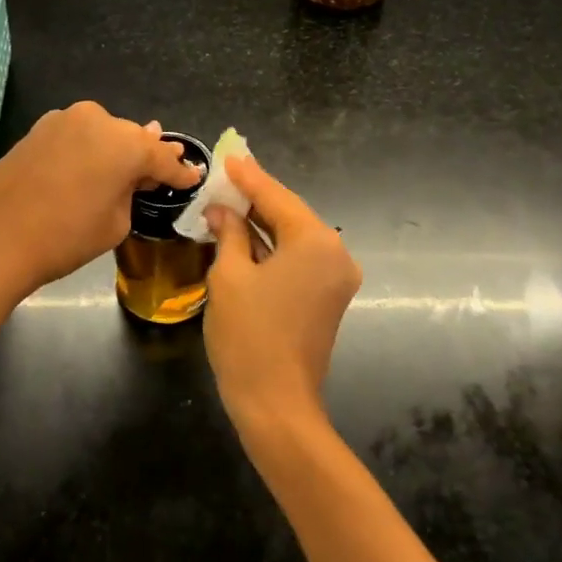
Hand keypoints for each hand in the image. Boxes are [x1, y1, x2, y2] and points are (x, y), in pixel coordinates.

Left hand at [0, 101, 199, 295]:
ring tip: (123, 170)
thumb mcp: (116, 222)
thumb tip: (135, 175)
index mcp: (125, 143)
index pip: (162, 157)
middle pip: (131, 139)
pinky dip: (87, 150)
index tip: (193, 177)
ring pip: (102, 134)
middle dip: (145, 157)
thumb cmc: (65, 237)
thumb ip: (132, 191)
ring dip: (114, 150)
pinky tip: (89, 167)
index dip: (179, 172)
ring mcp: (63, 120)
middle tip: (158, 175)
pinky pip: (76, 137)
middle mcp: (97, 120)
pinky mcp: (38, 130)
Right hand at [203, 156, 361, 435]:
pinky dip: (274, 247)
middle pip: (290, 214)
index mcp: (316, 241)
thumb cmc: (248, 335)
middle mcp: (336, 253)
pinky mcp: (329, 297)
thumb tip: (223, 211)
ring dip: (263, 223)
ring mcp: (337, 278)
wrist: (276, 404)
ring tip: (230, 201)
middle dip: (257, 198)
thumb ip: (230, 233)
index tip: (229, 157)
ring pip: (295, 237)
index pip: (276, 197)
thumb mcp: (229, 276)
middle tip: (227, 176)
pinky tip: (247, 236)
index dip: (248, 178)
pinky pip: (299, 259)